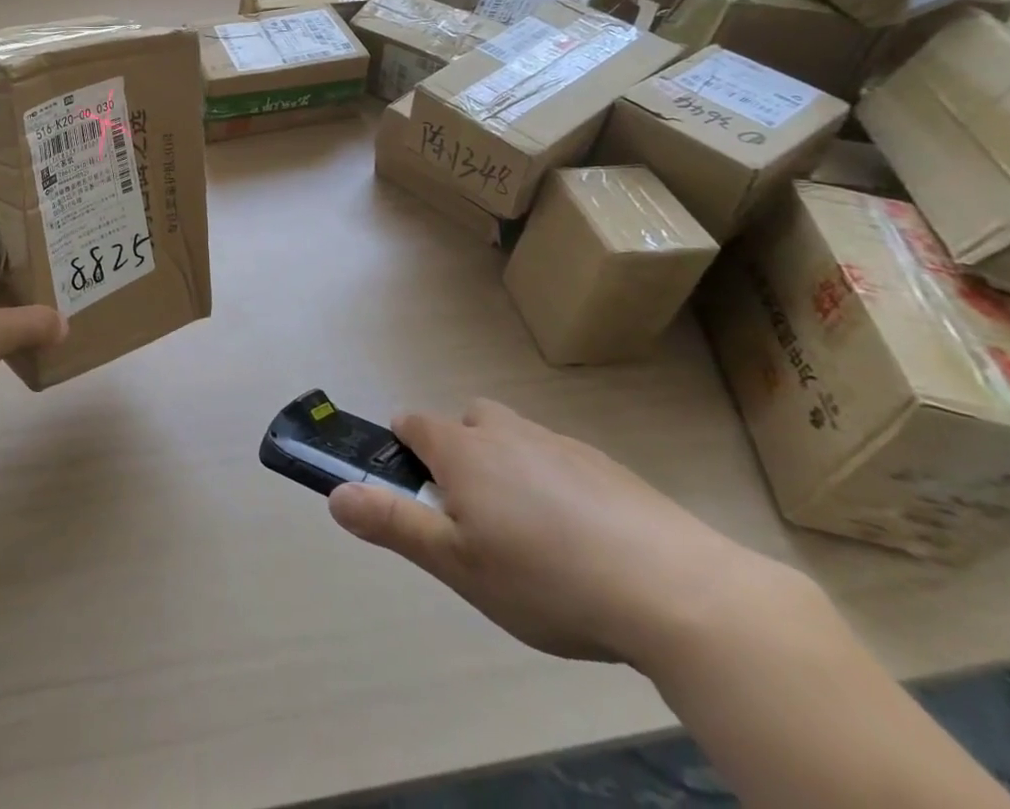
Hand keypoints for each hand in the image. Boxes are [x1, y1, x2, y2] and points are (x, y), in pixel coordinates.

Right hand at [328, 399, 806, 670]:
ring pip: (515, 440)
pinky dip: (555, 485)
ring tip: (529, 537)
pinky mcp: (607, 467)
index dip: (403, 448)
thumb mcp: (457, 564)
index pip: (413, 424)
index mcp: (464, 449)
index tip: (413, 489)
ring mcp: (560, 444)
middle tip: (473, 517)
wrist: (674, 590)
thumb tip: (335, 495)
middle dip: (459, 451)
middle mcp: (507, 432)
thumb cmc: (545, 578)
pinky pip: (560, 461)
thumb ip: (393, 523)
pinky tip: (581, 542)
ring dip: (507, 468)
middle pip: (467, 420)